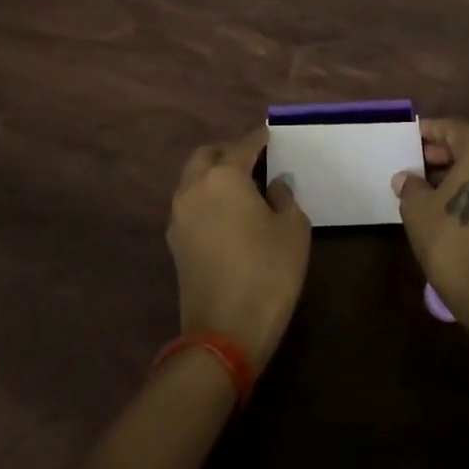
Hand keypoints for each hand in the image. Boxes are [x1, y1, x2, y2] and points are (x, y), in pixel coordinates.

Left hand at [168, 126, 310, 372]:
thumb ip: (285, 197)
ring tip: (243, 189)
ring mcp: (179, 216)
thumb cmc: (268, 273)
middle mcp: (195, 188)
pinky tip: (229, 215)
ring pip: (193, 179)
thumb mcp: (293, 230)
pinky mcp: (175, 243)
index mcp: (224, 176)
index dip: (261, 138)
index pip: (244, 144)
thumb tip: (274, 185)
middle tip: (255, 162)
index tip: (272, 134)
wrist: (224, 334)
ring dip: (214, 176)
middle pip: (208, 155)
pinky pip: (190, 204)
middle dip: (229, 152)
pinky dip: (207, 199)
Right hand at [395, 117, 468, 335]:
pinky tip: (459, 206)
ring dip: (465, 172)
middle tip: (421, 163)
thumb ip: (411, 186)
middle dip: (447, 152)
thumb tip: (407, 178)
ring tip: (435, 187)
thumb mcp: (418, 211)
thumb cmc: (453, 242)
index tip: (413, 136)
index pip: (455, 129)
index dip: (431, 131)